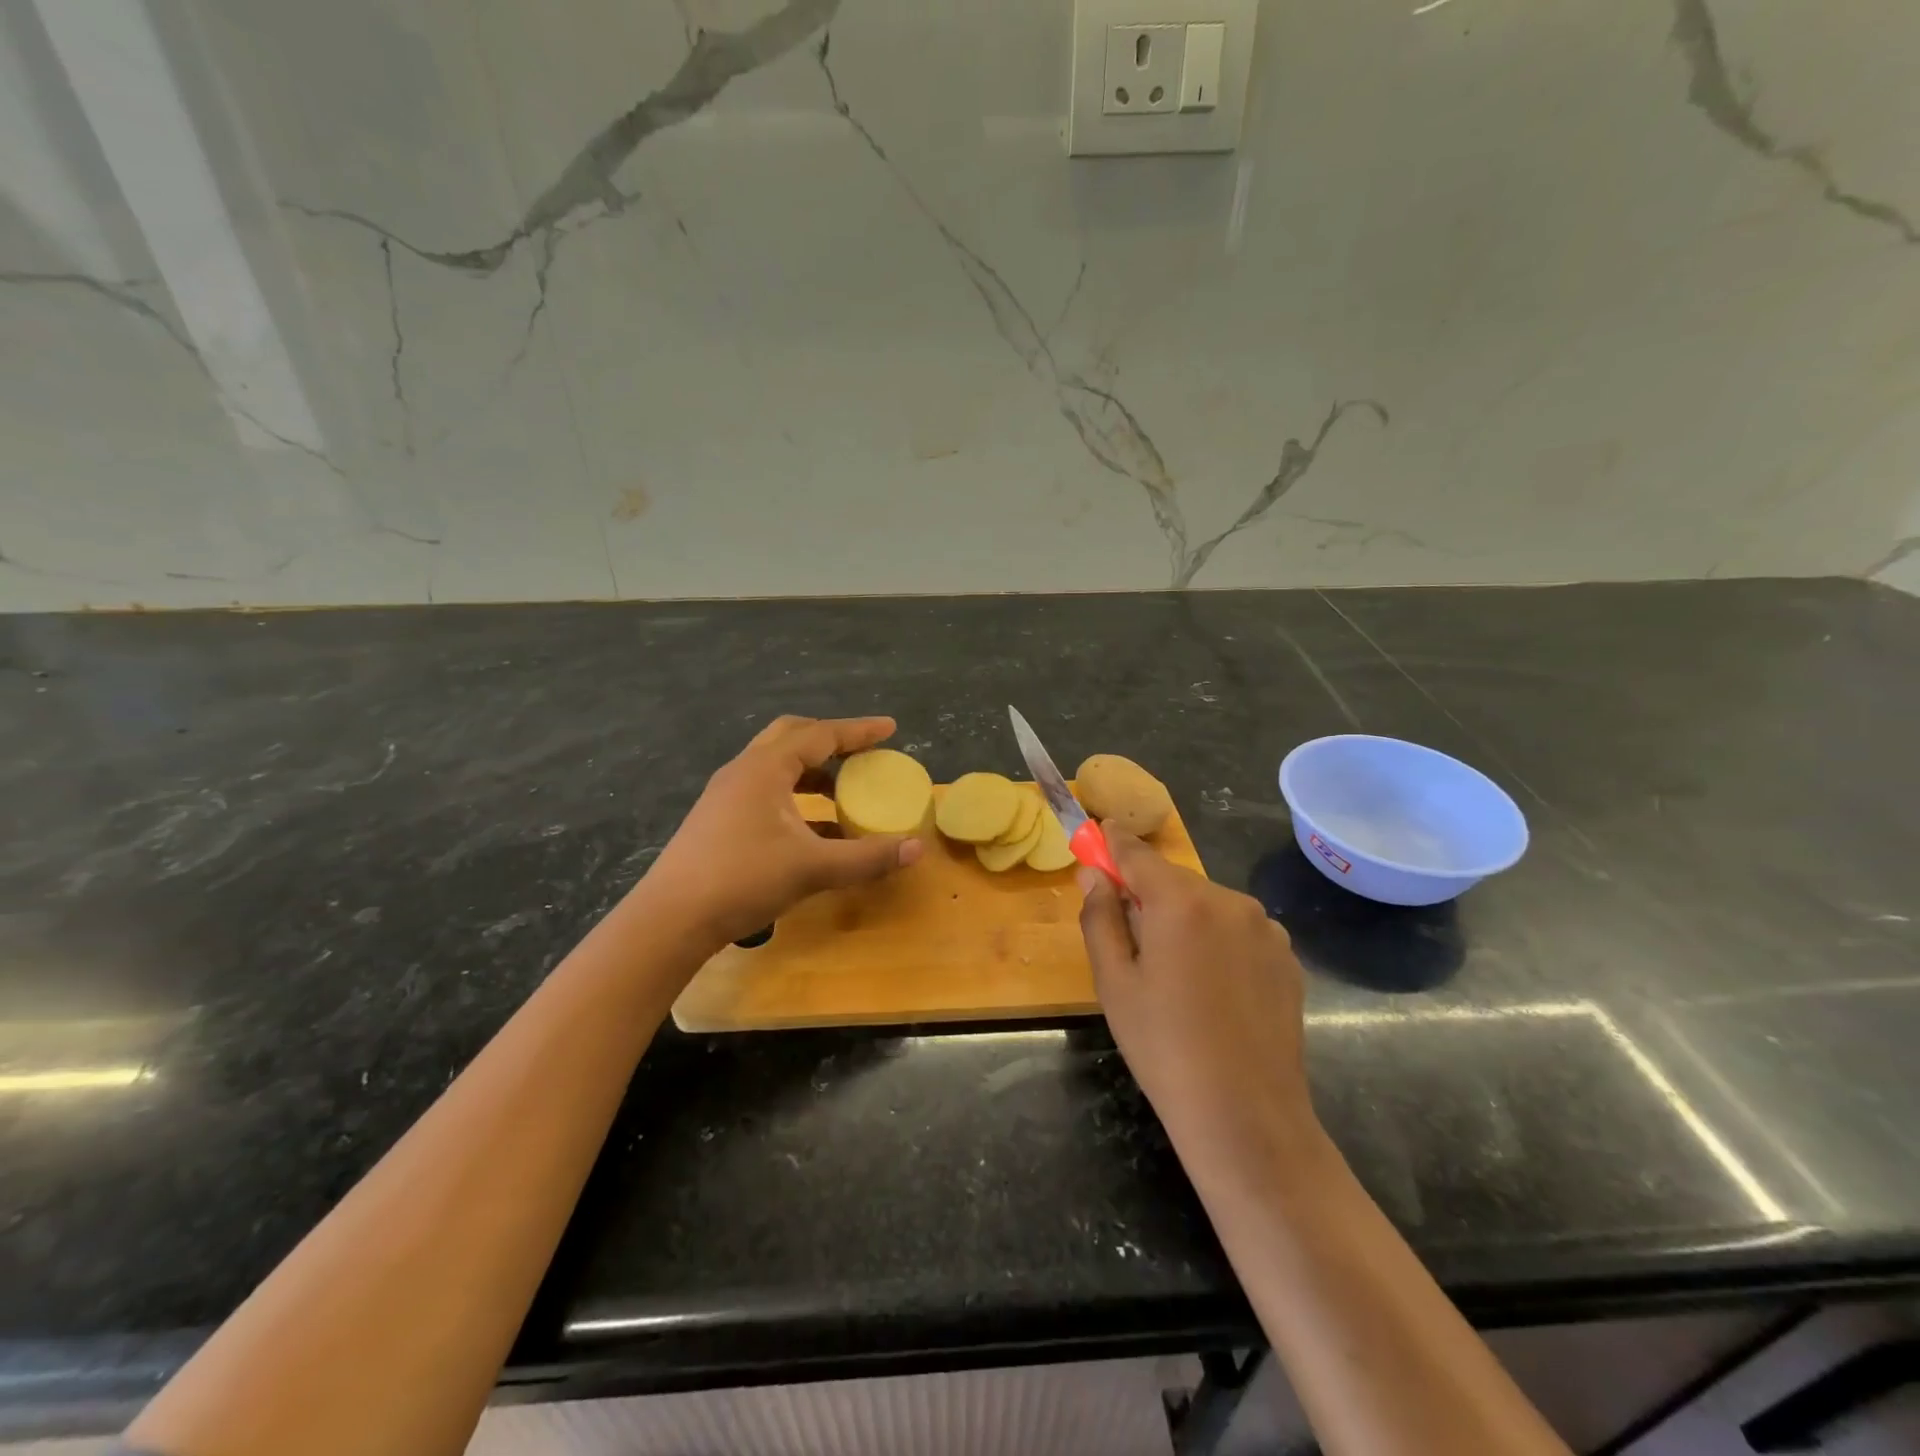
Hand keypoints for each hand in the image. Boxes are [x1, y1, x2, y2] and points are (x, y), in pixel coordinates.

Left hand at [643, 715, 923, 948]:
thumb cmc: (743, 879)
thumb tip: (917, 848)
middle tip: (862, 752)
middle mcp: (744, 771)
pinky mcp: (719, 819)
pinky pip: (767, 792)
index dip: (859, 730)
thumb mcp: (813, 868)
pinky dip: (796, 798)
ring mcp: (727, 795)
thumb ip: (867, 857)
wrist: (670, 918)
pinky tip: (815, 830)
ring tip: (843, 791)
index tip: (890, 728)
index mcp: (766, 768)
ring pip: (777, 766)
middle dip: (831, 740)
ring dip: (813, 771)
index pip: (820, 735)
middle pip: (792, 737)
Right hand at [1078, 829, 1317, 1183]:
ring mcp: (1266, 929)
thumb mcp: (1114, 983)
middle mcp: (1229, 901)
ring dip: (1185, 919)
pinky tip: (1214, 989)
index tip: (1098, 832)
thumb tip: (1093, 874)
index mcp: (1181, 902)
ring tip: (1176, 975)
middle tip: (1129, 935)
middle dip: (1149, 894)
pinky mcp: (1287, 958)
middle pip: (1174, 881)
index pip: (1138, 854)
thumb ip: (1100, 917)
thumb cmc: (1164, 1048)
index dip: (1114, 843)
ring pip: (1208, 906)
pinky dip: (1217, 941)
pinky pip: (1238, 931)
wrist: (1247, 1117)